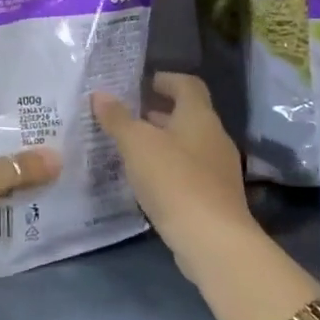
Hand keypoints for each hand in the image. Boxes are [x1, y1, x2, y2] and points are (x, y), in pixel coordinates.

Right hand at [92, 72, 260, 265]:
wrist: (212, 239)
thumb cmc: (174, 180)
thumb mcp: (137, 145)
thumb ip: (118, 118)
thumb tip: (100, 94)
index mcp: (199, 117)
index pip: (188, 85)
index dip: (167, 80)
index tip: (143, 83)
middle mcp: (214, 137)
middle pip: (188, 115)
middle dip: (159, 113)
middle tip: (128, 117)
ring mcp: (218, 169)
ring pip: (188, 144)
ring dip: (162, 142)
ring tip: (130, 149)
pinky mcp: (215, 196)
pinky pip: (189, 171)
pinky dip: (168, 167)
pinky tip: (147, 181)